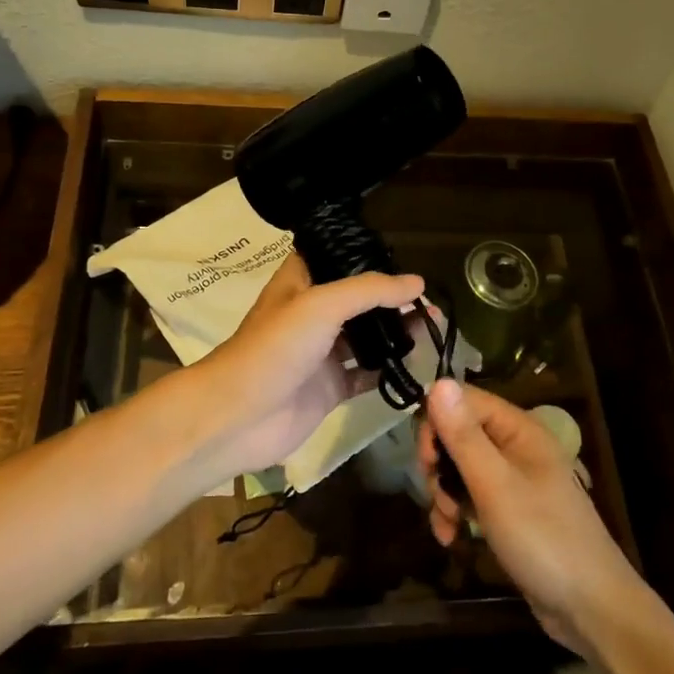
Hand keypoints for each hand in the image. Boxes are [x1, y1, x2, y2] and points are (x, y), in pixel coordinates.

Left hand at [192, 254, 425, 478]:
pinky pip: (367, 375)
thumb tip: (419, 284)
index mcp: (301, 282)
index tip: (404, 258)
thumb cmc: (275, 348)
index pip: (337, 258)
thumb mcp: (321, 305)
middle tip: (432, 300)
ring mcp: (322, 352)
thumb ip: (370, 291)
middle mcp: (312, 313)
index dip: (367, 255)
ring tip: (435, 328)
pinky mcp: (330, 387)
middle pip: (358, 299)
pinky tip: (419, 365)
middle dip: (392, 298)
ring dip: (397, 332)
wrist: (239, 417)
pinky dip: (390, 370)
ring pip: (367, 336)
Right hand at [420, 379, 652, 654]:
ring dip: (444, 494)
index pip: (463, 400)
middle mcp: (516, 446)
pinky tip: (451, 538)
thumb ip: (464, 436)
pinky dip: (457, 514)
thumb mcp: (495, 485)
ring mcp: (515, 480)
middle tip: (437, 496)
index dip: (437, 423)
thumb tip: (437, 382)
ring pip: (461, 468)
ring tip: (447, 525)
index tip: (426, 461)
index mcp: (519, 429)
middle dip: (438, 465)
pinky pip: (472, 497)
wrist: (592, 608)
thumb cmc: (543, 538)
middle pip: (458, 434)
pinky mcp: (511, 510)